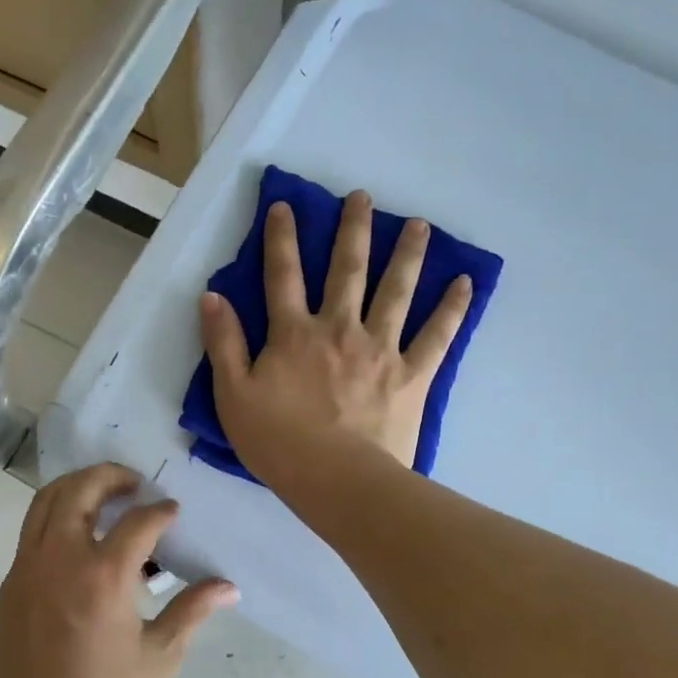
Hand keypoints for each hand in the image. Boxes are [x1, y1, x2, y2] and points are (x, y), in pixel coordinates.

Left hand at [0, 463, 236, 677]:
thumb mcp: (159, 657)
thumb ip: (192, 611)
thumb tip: (229, 587)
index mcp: (104, 576)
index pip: (139, 522)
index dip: (161, 511)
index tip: (173, 512)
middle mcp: (62, 557)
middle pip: (81, 489)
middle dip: (110, 476)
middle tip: (134, 483)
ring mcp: (30, 564)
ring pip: (47, 499)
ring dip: (78, 486)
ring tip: (105, 494)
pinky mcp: (12, 578)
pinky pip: (33, 525)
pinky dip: (57, 511)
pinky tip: (79, 532)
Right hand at [200, 190, 471, 492]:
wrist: (336, 480)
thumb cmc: (278, 442)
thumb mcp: (233, 395)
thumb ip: (224, 344)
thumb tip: (212, 296)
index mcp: (294, 334)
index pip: (283, 275)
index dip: (281, 238)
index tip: (285, 206)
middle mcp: (339, 329)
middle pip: (347, 270)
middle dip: (353, 230)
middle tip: (364, 197)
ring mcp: (380, 349)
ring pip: (396, 291)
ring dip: (408, 255)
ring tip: (420, 225)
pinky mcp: (412, 375)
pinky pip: (437, 336)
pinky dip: (452, 309)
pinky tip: (465, 284)